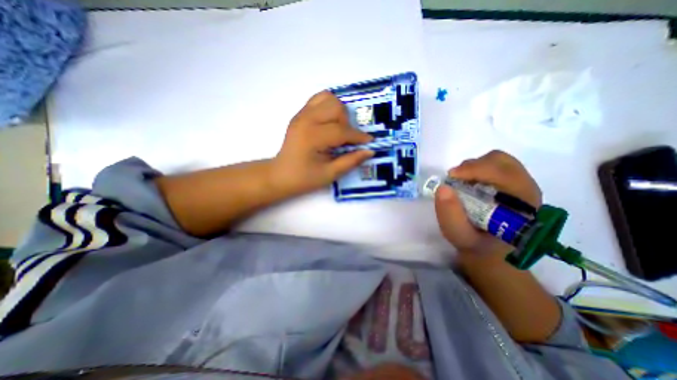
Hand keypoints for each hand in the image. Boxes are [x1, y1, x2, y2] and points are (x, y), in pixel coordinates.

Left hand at [271, 90, 375, 193]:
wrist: (281, 174)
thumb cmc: (304, 178)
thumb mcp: (329, 174)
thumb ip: (350, 161)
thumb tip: (370, 151)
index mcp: (312, 137)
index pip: (341, 131)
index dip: (358, 137)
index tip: (369, 141)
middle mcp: (306, 120)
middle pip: (336, 107)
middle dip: (347, 123)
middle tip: (346, 139)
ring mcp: (301, 115)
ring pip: (328, 98)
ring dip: (338, 112)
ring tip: (338, 129)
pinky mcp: (300, 114)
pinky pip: (319, 100)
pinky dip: (329, 107)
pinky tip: (330, 123)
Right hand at [436, 152, 542, 258]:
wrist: (488, 249)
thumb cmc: (475, 243)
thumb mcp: (459, 235)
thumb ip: (450, 215)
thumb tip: (443, 187)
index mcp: (522, 204)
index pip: (504, 174)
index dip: (476, 169)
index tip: (451, 177)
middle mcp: (526, 189)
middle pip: (501, 162)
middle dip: (472, 166)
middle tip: (454, 179)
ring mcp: (519, 184)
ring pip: (497, 160)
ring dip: (473, 167)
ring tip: (459, 181)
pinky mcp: (509, 182)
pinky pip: (493, 165)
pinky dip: (475, 169)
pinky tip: (467, 182)